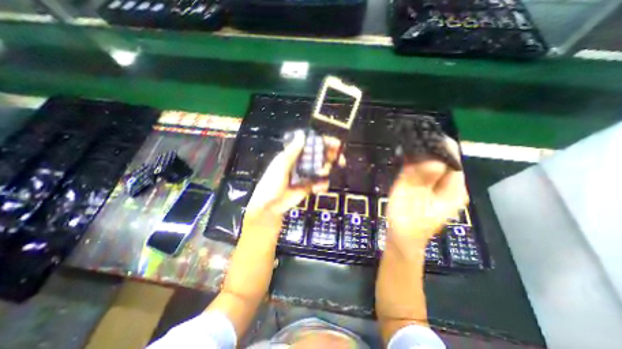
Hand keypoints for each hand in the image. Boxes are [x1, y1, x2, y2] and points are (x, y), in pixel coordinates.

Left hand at [246, 129, 344, 219]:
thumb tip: (302, 134)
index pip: (311, 144)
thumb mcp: (281, 165)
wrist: (270, 206)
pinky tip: (318, 189)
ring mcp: (307, 175)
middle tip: (340, 160)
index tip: (336, 144)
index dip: (324, 143)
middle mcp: (302, 163)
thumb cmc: (272, 183)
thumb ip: (292, 151)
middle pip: (320, 156)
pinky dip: (322, 185)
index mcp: (294, 155)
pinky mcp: (309, 186)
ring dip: (325, 173)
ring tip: (321, 176)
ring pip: (322, 169)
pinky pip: (321, 183)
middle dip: (331, 157)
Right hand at [388, 137, 469, 258]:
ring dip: (422, 154)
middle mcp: (449, 186)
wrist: (402, 238)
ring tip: (411, 141)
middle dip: (431, 149)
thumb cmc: (407, 222)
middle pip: (444, 161)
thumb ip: (422, 180)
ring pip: (433, 164)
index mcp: (453, 191)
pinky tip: (407, 154)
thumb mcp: (413, 200)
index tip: (428, 135)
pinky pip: (424, 170)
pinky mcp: (426, 188)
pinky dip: (416, 161)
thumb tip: (433, 159)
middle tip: (415, 136)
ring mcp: (437, 187)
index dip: (442, 148)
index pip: (453, 162)